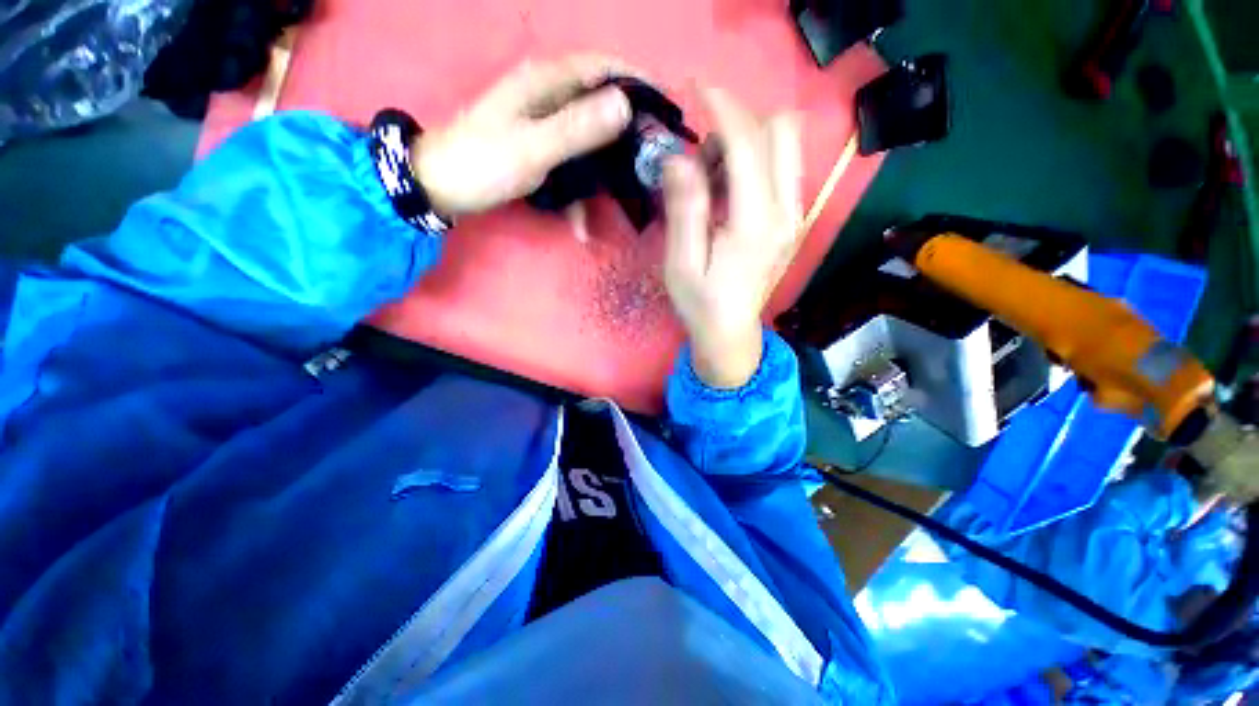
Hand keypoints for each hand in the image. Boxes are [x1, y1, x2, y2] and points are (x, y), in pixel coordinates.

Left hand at [413, 56, 635, 218]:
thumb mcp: (533, 147)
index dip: (638, 82)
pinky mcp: (540, 148)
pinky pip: (571, 163)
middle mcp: (548, 95)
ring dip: (607, 167)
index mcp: (546, 81)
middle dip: (629, 131)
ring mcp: (544, 124)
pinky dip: (580, 192)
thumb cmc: (483, 163)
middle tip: (653, 159)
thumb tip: (626, 106)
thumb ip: (578, 128)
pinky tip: (582, 226)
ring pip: (589, 137)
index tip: (667, 109)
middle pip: (601, 103)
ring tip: (629, 192)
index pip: (603, 68)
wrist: (440, 186)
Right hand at [662, 88, 802, 388]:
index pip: (748, 144)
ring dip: (748, 144)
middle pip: (779, 133)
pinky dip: (755, 163)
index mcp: (754, 224)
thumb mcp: (681, 263)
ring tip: (713, 178)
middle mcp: (786, 213)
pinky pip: (782, 170)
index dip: (723, 108)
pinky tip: (729, 192)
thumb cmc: (700, 304)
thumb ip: (684, 209)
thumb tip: (679, 157)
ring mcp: (795, 216)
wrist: (731, 334)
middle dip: (738, 126)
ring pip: (785, 147)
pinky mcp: (792, 221)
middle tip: (702, 157)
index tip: (696, 90)